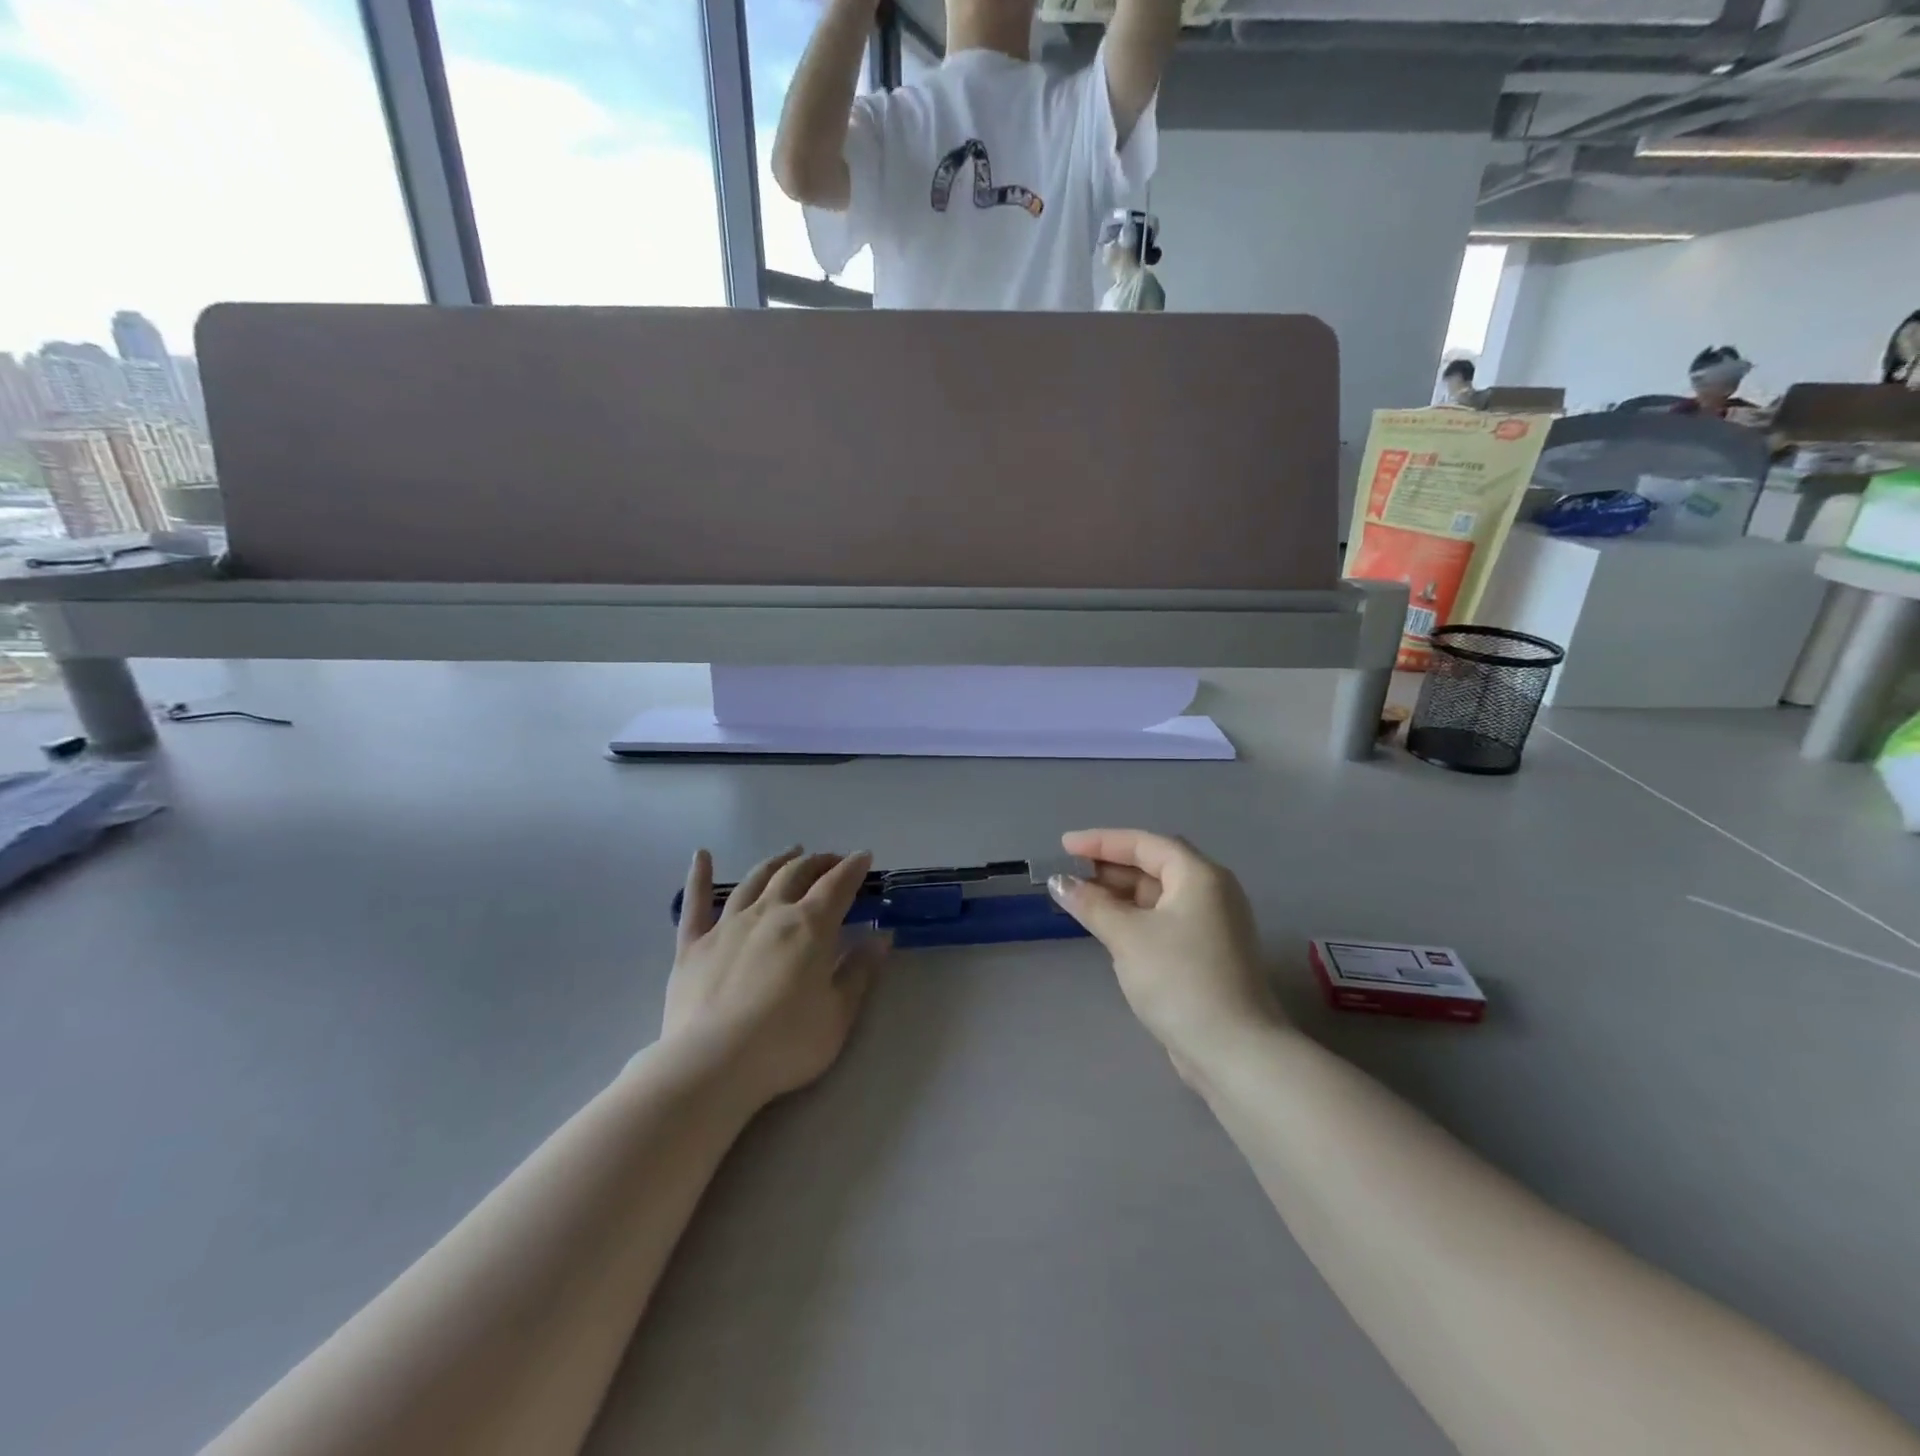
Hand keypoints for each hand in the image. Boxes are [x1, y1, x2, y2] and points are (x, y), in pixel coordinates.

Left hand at [664, 847, 887, 1107]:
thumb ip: (860, 971)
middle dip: (819, 862)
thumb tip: (881, 938)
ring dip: (777, 862)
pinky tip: (701, 856)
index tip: (864, 857)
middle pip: (796, 874)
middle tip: (832, 861)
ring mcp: (728, 924)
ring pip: (755, 880)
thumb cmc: (785, 1043)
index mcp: (810, 926)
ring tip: (790, 854)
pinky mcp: (693, 944)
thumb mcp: (839, 1014)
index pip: (837, 885)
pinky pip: (696, 902)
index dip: (853, 868)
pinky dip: (699, 876)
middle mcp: (770, 913)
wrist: (712, 1065)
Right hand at [1048, 829, 1278, 1075]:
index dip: (1101, 841)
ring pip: (1159, 895)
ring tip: (1080, 900)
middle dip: (1109, 867)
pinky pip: (1164, 919)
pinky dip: (1135, 917)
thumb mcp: (1127, 936)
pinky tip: (1108, 927)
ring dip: (1120, 894)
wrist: (1234, 1051)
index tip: (1064, 845)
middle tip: (1069, 874)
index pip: (1144, 843)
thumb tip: (1059, 882)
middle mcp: (1212, 891)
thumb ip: (1091, 903)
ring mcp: (1213, 924)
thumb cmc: (1179, 979)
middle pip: (1154, 866)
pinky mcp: (1208, 953)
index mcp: (1199, 876)